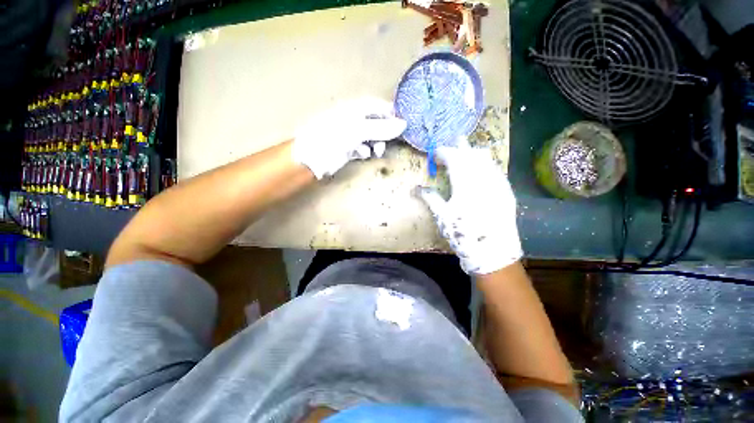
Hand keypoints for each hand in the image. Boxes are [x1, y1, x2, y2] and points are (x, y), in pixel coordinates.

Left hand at [292, 97, 406, 178]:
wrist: (312, 157)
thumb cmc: (334, 137)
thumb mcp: (359, 130)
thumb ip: (381, 128)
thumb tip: (404, 124)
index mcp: (356, 109)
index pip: (379, 107)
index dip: (391, 115)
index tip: (401, 127)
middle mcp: (355, 119)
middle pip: (376, 123)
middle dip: (384, 134)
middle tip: (389, 143)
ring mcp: (351, 134)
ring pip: (371, 137)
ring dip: (376, 144)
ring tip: (376, 152)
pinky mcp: (348, 148)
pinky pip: (363, 147)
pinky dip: (366, 151)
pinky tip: (363, 154)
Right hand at [418, 138, 521, 274]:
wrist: (493, 251)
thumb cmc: (463, 234)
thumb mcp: (442, 216)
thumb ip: (430, 198)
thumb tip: (415, 188)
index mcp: (464, 184)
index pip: (454, 159)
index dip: (443, 153)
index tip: (435, 154)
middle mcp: (483, 179)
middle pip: (472, 155)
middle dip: (461, 147)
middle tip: (455, 140)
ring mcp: (498, 184)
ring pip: (487, 160)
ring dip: (476, 153)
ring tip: (469, 149)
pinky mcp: (506, 191)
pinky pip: (497, 170)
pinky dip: (488, 164)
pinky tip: (485, 166)